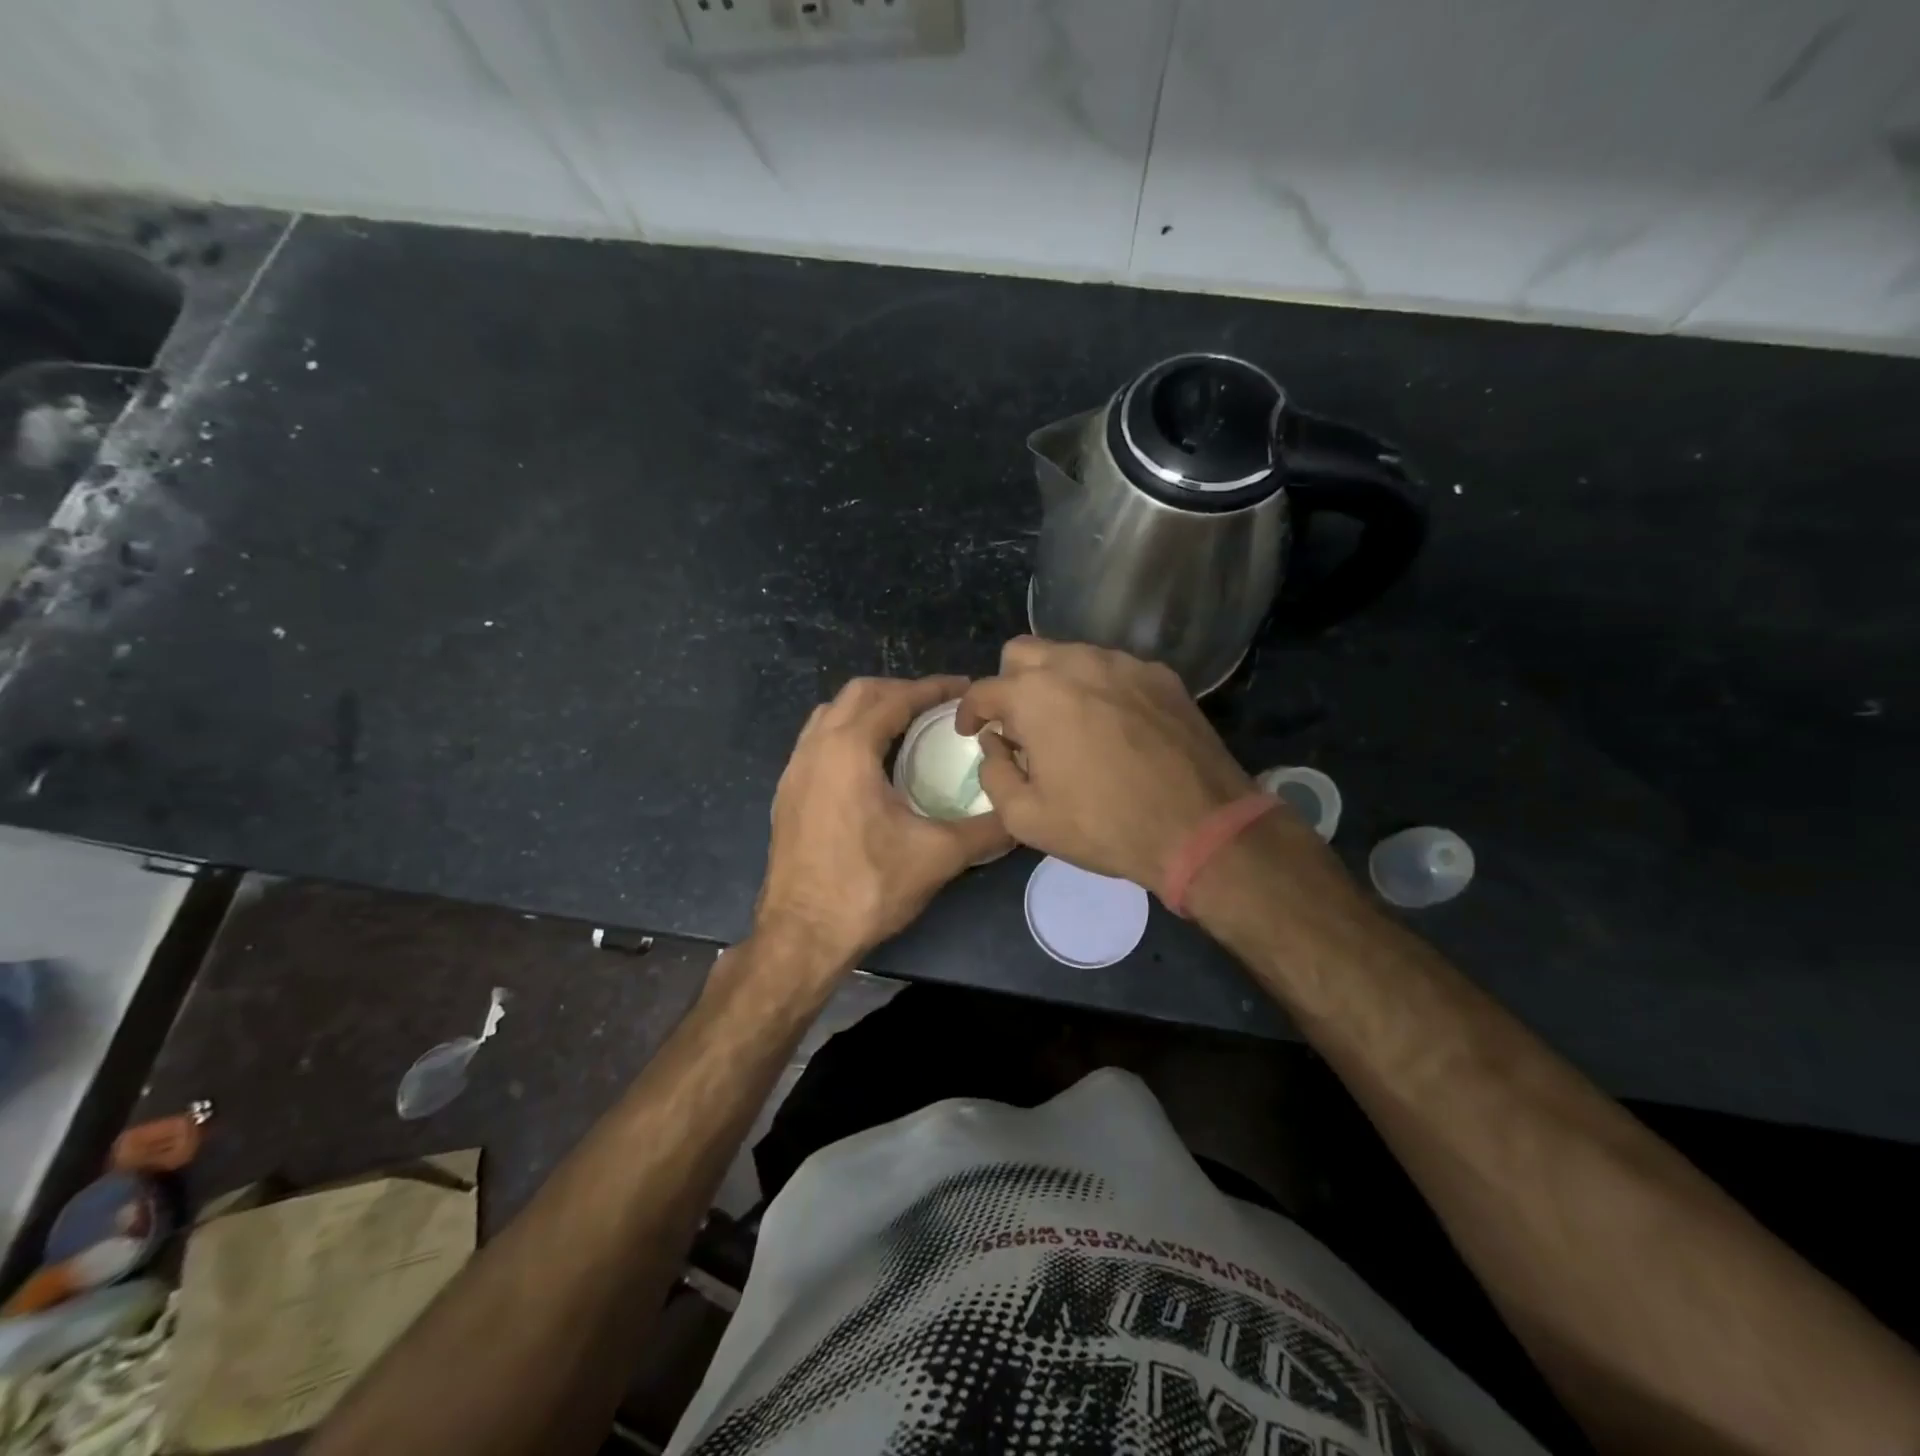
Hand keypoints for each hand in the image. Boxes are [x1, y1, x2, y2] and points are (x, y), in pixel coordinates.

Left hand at [756, 675, 1010, 969]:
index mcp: (849, 749)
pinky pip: (817, 742)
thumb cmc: (868, 887)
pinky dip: (846, 735)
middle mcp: (815, 748)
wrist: (802, 935)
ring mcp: (793, 770)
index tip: (964, 688)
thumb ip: (987, 830)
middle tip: (936, 705)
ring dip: (868, 710)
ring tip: (904, 727)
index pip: (895, 698)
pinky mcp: (786, 794)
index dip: (933, 688)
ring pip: (830, 715)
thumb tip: (1022, 815)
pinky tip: (870, 765)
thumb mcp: (938, 855)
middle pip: (857, 694)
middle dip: (899, 690)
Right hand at [956, 638, 1258, 888]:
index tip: (972, 732)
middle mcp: (1075, 663)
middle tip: (1017, 724)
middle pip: (1023, 653)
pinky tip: (1111, 725)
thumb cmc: (1103, 825)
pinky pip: (1114, 669)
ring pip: (1071, 655)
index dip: (970, 712)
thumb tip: (995, 744)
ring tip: (1066, 724)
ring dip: (1055, 682)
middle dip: (1009, 683)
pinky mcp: (1160, 675)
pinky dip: (1099, 688)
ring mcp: (1123, 664)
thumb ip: (994, 772)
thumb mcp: (1026, 817)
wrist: (1199, 826)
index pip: (983, 690)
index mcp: (1035, 695)